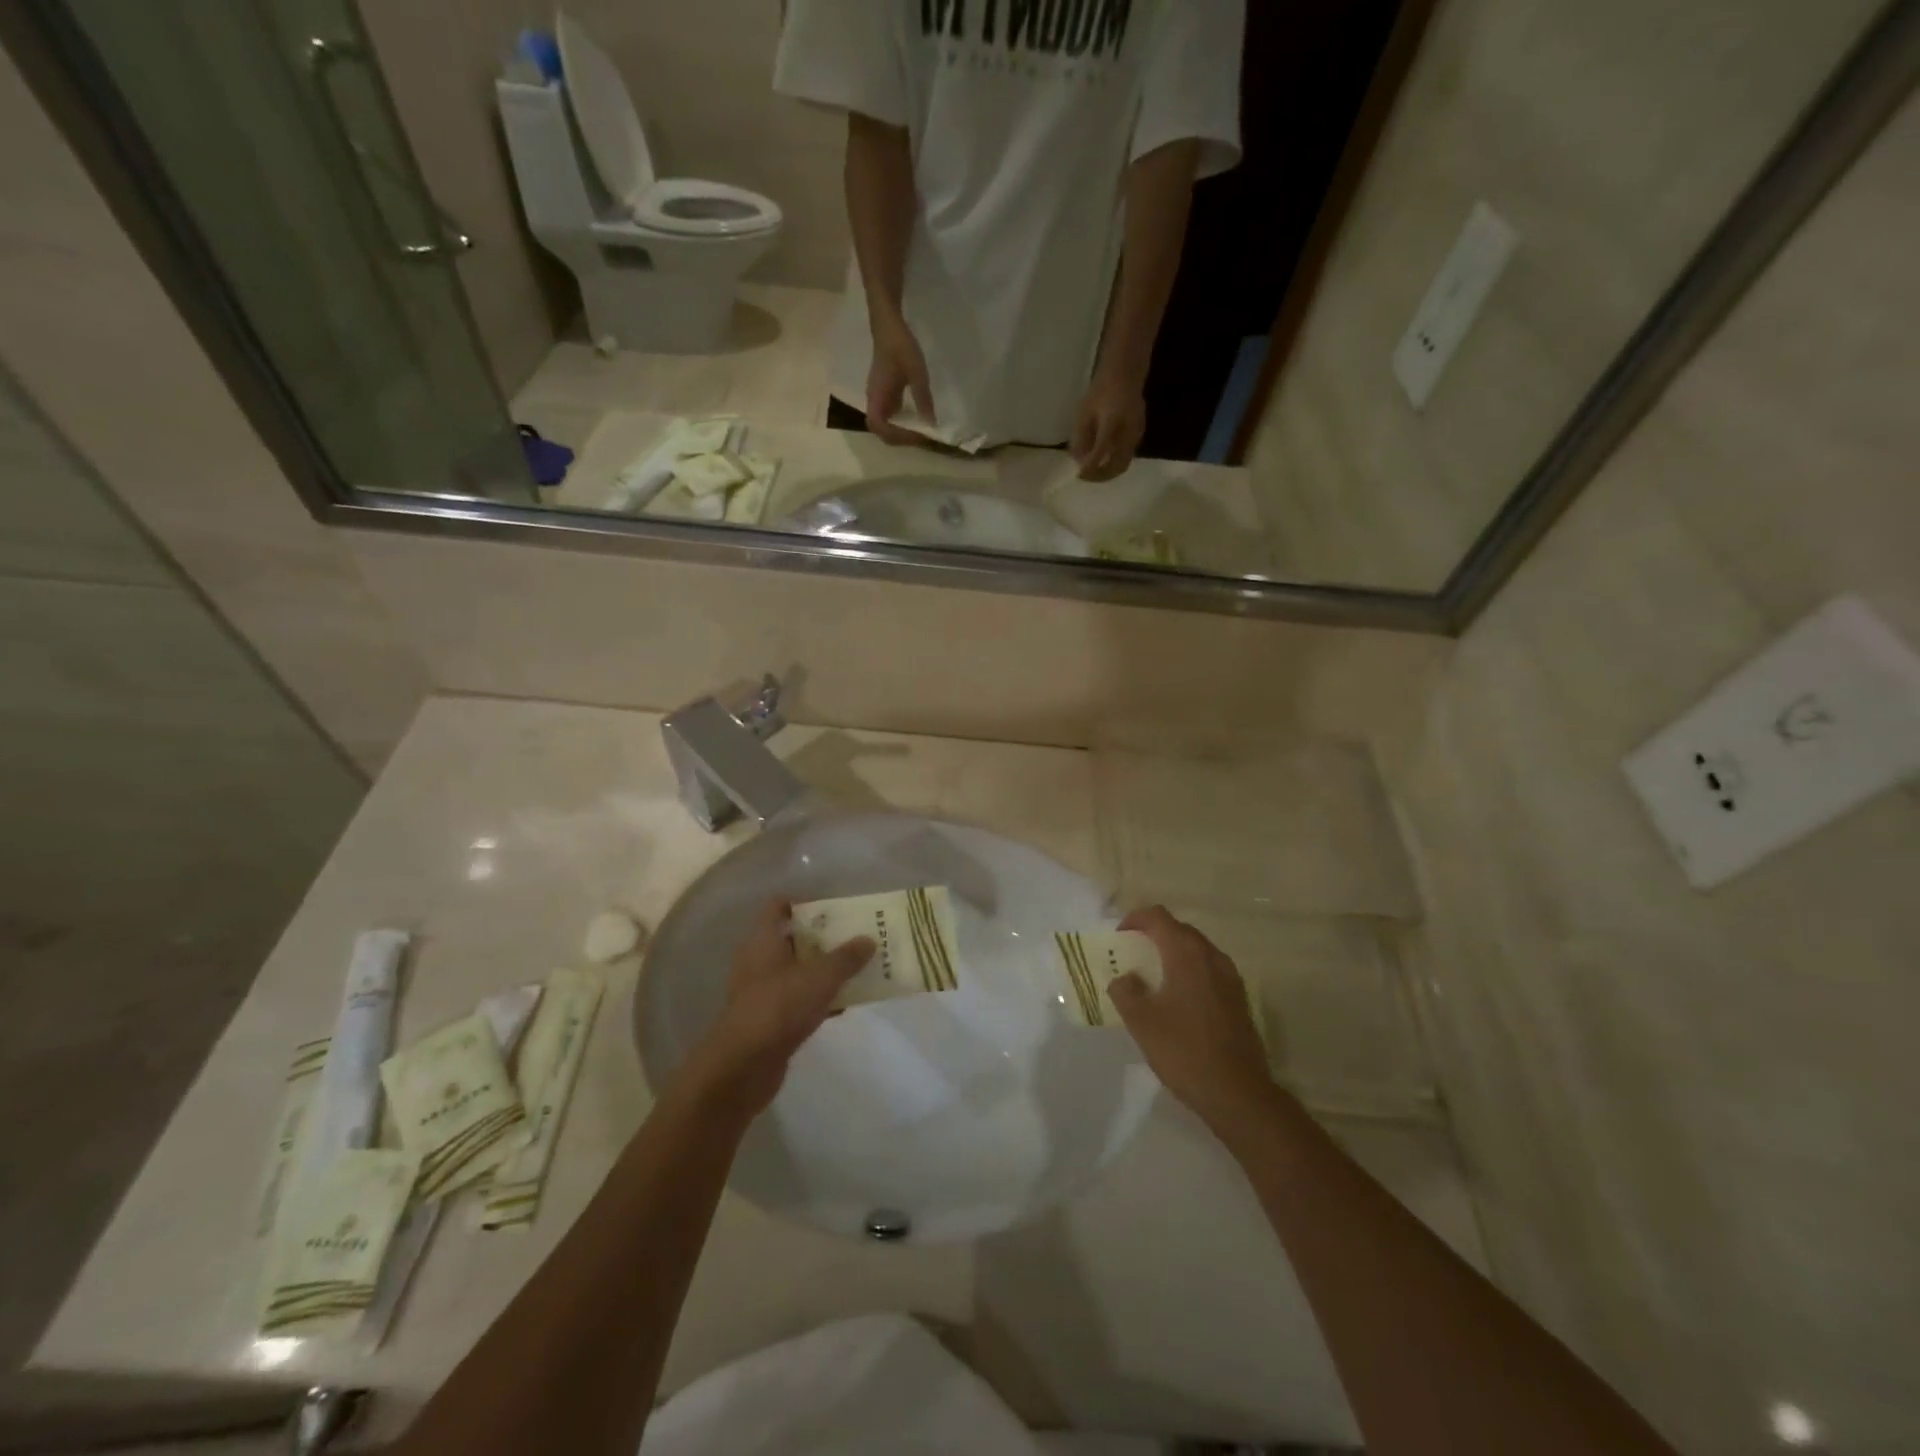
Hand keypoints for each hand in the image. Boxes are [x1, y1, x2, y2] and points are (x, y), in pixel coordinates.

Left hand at [679, 899, 873, 1118]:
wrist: (744, 1066)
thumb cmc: (779, 1007)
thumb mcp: (820, 977)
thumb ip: (846, 957)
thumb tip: (868, 940)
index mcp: (763, 940)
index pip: (779, 906)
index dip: (805, 902)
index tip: (835, 908)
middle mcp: (759, 960)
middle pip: (793, 939)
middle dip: (823, 938)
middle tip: (855, 936)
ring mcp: (762, 992)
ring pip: (797, 971)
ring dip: (823, 970)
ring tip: (857, 967)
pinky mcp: (768, 1020)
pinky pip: (798, 1000)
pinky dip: (818, 999)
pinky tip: (843, 1005)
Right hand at [866, 312, 936, 446]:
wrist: (888, 325)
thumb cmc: (900, 346)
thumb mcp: (917, 373)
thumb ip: (923, 399)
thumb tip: (931, 424)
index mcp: (877, 396)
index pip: (880, 426)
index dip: (897, 435)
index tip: (917, 435)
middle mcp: (874, 401)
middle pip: (881, 430)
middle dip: (900, 438)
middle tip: (921, 438)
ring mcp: (878, 397)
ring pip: (885, 424)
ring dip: (901, 432)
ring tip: (920, 432)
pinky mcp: (883, 393)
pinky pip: (890, 415)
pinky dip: (902, 422)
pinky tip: (917, 419)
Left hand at [1070, 372, 1146, 481]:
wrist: (1126, 374)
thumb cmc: (1101, 390)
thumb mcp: (1084, 412)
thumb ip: (1080, 437)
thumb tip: (1077, 460)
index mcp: (1112, 422)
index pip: (1101, 452)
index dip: (1090, 467)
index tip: (1078, 474)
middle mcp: (1127, 431)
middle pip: (1117, 465)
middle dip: (1100, 476)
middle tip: (1085, 477)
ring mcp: (1136, 434)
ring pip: (1124, 463)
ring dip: (1108, 472)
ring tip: (1093, 472)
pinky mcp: (1139, 434)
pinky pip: (1127, 455)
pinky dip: (1114, 463)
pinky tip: (1103, 460)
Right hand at [1108, 906, 1272, 1128]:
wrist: (1238, 1093)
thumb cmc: (1184, 1051)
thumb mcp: (1141, 1021)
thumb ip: (1125, 991)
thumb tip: (1125, 978)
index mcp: (1186, 955)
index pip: (1159, 917)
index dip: (1135, 920)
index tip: (1119, 937)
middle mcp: (1212, 957)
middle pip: (1180, 930)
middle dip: (1155, 934)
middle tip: (1133, 954)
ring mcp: (1230, 978)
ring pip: (1197, 950)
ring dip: (1173, 953)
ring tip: (1153, 975)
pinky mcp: (1239, 999)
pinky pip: (1209, 970)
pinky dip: (1189, 971)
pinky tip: (1178, 998)